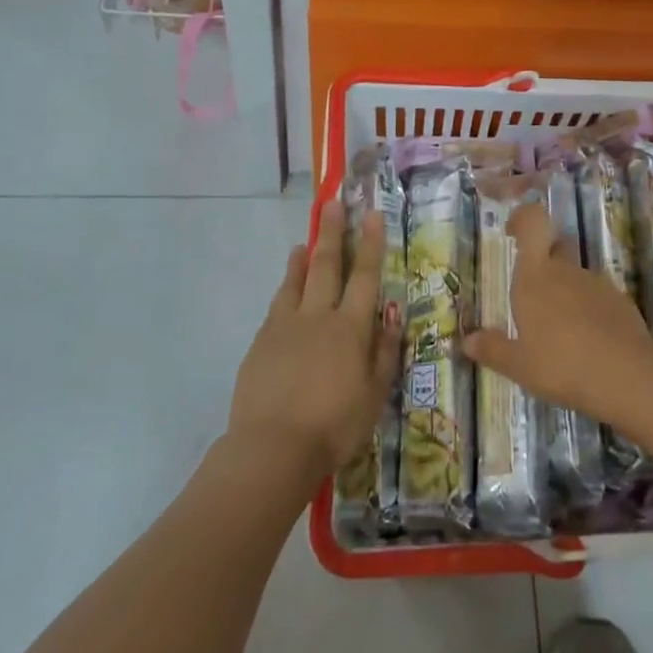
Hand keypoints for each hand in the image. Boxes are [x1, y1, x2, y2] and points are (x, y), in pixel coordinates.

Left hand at [229, 200, 401, 480]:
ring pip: (295, 282)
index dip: (370, 243)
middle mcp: (317, 317)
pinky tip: (286, 291)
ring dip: (302, 258)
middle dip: (332, 232)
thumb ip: (384, 350)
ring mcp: (284, 327)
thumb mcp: (374, 394)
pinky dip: (284, 290)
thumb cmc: (334, 426)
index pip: (364, 276)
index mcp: (350, 328)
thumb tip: (391, 312)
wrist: (272, 449)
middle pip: (326, 266)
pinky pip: (276, 307)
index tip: (372, 214)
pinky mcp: (261, 343)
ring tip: (305, 241)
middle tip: (332, 204)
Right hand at [462, 201, 652, 421]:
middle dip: (544, 262)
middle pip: (555, 247)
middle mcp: (566, 271)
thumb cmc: (561, 365)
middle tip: (533, 296)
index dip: (523, 218)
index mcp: (535, 276)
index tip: (513, 231)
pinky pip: (597, 296)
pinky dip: (589, 310)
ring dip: (567, 291)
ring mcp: (597, 283)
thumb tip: (467, 341)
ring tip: (561, 331)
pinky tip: (588, 342)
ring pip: (576, 275)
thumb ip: (492, 350)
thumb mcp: (519, 365)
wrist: (627, 376)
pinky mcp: (621, 301)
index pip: (533, 222)